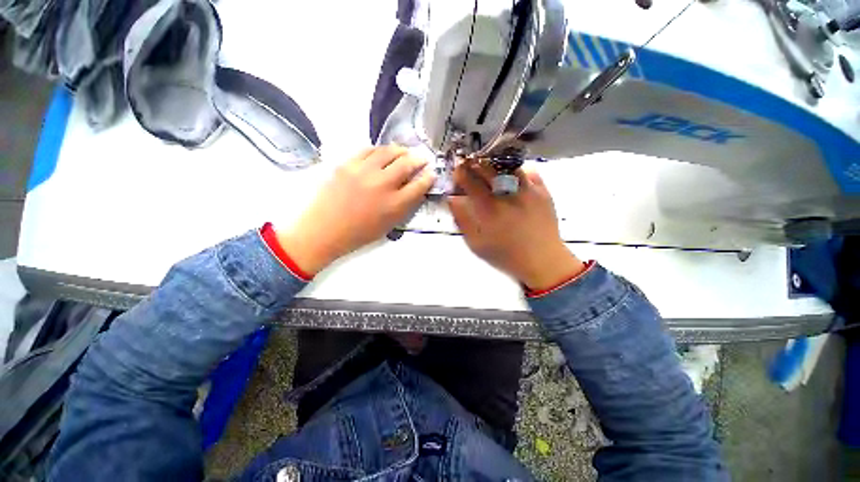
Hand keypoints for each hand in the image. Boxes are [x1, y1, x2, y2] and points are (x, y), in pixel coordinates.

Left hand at [276, 146, 435, 274]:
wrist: (325, 230)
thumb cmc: (359, 232)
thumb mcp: (389, 225)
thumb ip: (405, 207)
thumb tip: (415, 190)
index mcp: (395, 204)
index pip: (419, 186)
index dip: (428, 178)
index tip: (431, 173)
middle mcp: (383, 185)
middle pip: (407, 164)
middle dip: (419, 159)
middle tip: (422, 158)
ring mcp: (364, 172)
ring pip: (388, 152)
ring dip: (400, 150)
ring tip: (404, 151)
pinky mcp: (347, 164)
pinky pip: (367, 150)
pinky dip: (378, 150)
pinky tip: (381, 152)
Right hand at [448, 163, 584, 290]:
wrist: (542, 260)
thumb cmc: (505, 254)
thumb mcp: (476, 244)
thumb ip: (462, 220)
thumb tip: (453, 199)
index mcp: (488, 208)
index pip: (470, 181)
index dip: (460, 173)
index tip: (456, 171)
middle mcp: (507, 194)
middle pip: (487, 168)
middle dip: (474, 163)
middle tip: (469, 164)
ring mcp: (527, 190)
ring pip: (507, 165)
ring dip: (494, 163)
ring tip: (489, 167)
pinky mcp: (543, 191)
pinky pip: (528, 171)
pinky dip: (517, 169)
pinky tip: (511, 175)